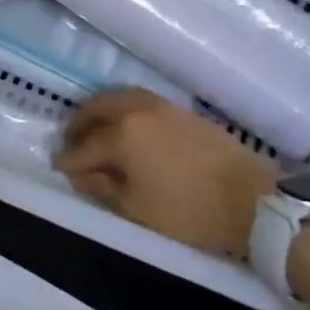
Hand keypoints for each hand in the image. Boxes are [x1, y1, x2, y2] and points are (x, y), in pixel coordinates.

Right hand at [55, 89, 278, 258]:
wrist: (252, 200)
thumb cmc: (189, 212)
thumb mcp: (136, 209)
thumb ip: (102, 187)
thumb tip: (79, 173)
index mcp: (121, 135)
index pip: (84, 146)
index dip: (68, 159)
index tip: (57, 167)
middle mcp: (137, 110)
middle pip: (97, 108)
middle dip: (79, 124)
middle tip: (71, 143)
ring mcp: (161, 106)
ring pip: (119, 97)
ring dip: (100, 111)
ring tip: (96, 131)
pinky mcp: (182, 110)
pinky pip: (139, 100)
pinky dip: (123, 108)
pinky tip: (126, 127)